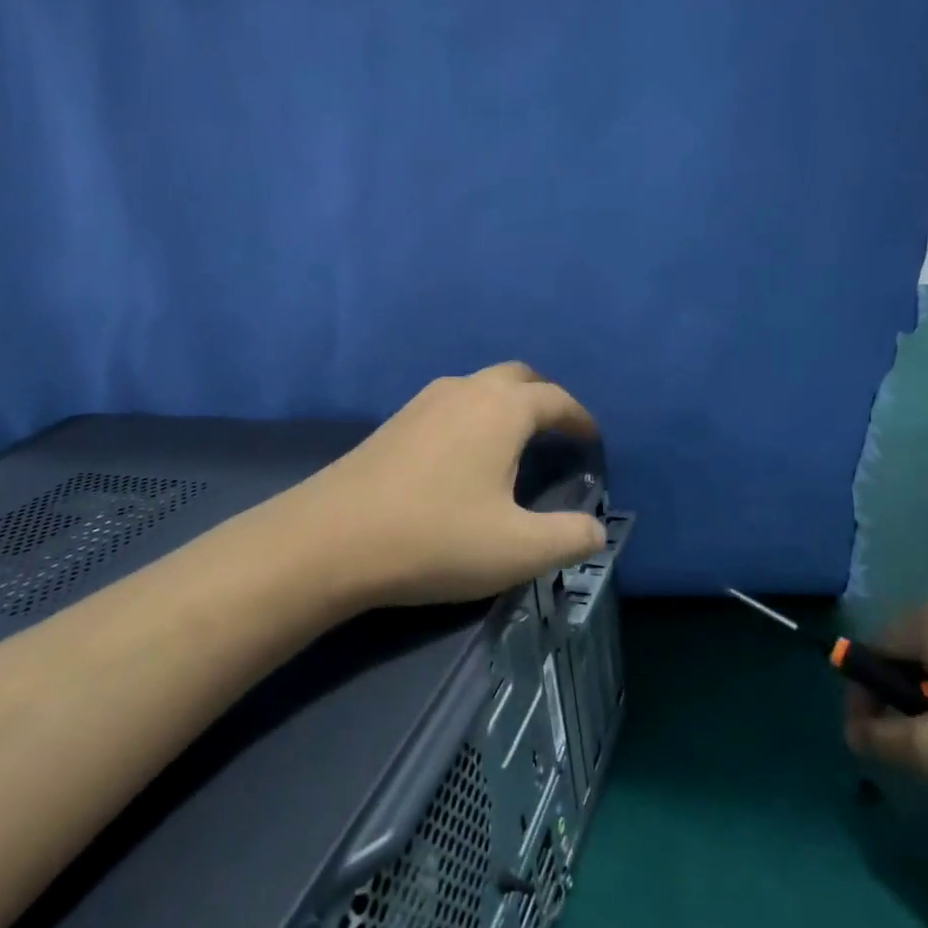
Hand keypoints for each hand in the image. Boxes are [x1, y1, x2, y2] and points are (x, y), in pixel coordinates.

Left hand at [290, 362, 608, 608]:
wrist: (331, 539)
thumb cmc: (435, 538)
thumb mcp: (517, 550)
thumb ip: (569, 538)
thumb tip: (596, 530)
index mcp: (502, 410)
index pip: (556, 399)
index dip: (580, 419)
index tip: (592, 440)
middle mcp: (465, 390)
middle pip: (518, 377)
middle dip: (545, 398)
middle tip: (558, 432)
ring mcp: (424, 401)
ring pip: (480, 386)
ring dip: (507, 404)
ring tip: (516, 444)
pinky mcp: (395, 421)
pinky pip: (451, 402)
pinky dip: (475, 415)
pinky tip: (466, 454)